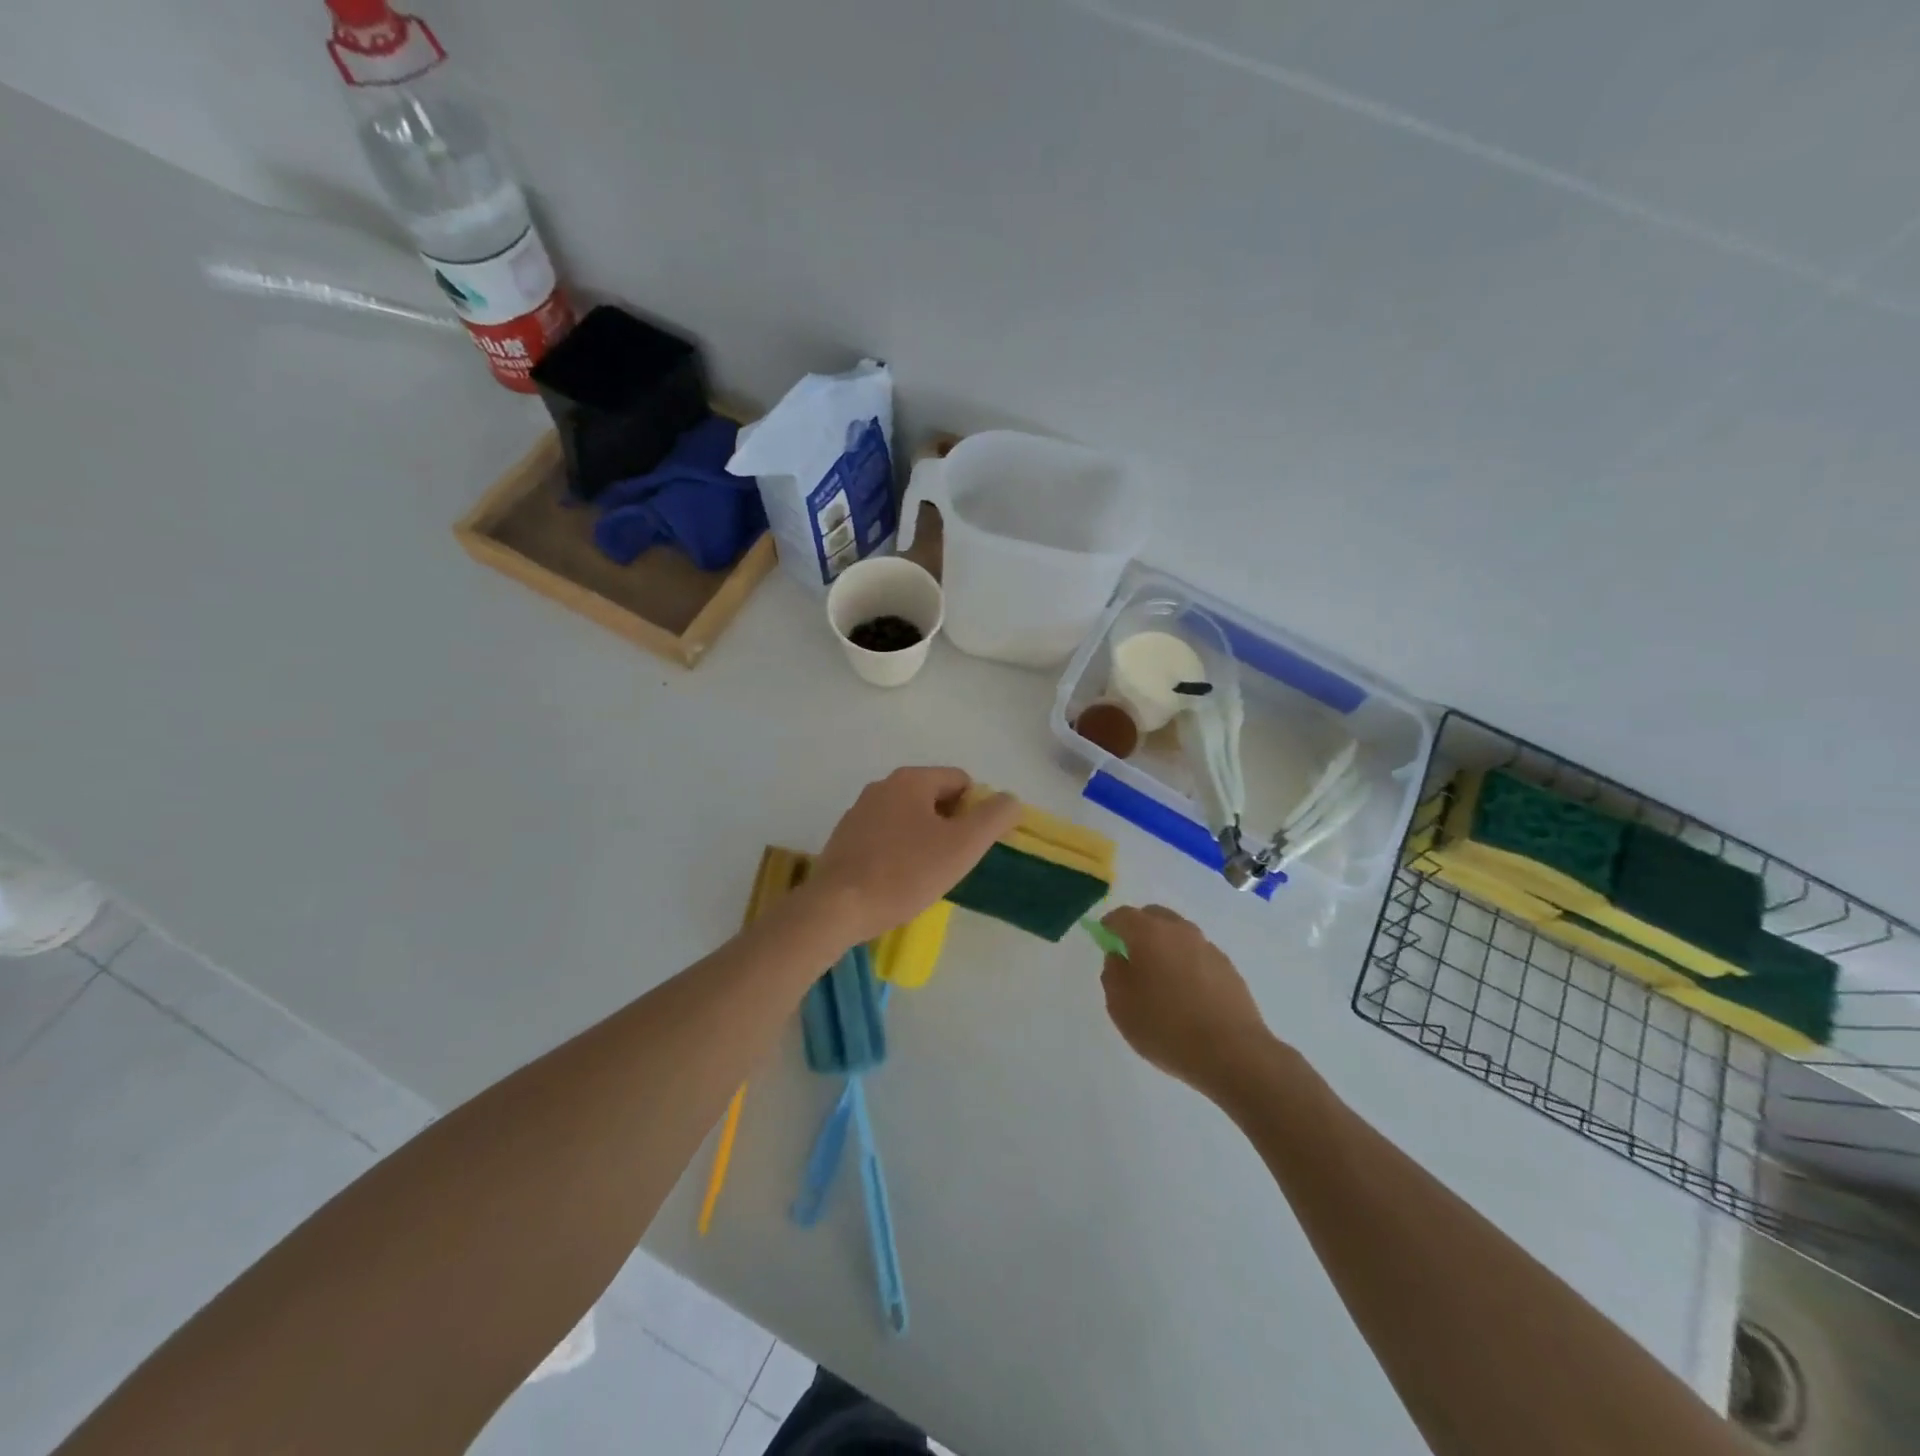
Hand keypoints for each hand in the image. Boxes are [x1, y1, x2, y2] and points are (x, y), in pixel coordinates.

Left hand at [808, 767, 1020, 944]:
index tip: (974, 845)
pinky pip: (885, 837)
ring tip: (927, 876)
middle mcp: (882, 787)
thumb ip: (993, 817)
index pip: (960, 781)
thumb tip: (1010, 800)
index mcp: (911, 780)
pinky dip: (899, 853)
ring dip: (924, 840)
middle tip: (954, 862)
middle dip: (950, 826)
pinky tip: (899, 881)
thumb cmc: (905, 873)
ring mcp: (858, 812)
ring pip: (908, 819)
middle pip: (934, 798)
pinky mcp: (844, 839)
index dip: (976, 810)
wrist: (837, 907)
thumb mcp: (962, 846)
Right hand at [1100, 905, 1273, 1099]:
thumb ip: (1113, 974)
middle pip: (1154, 916)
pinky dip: (1186, 964)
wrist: (1233, 1053)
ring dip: (1165, 946)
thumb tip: (1119, 957)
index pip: (1123, 915)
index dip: (1110, 926)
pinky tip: (1186, 994)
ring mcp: (1208, 947)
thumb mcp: (1121, 1006)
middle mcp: (1180, 931)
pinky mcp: (1228, 968)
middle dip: (1139, 929)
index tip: (1105, 942)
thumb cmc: (1166, 1028)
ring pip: (1179, 935)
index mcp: (1149, 933)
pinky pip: (1197, 955)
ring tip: (1160, 979)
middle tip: (1131, 957)